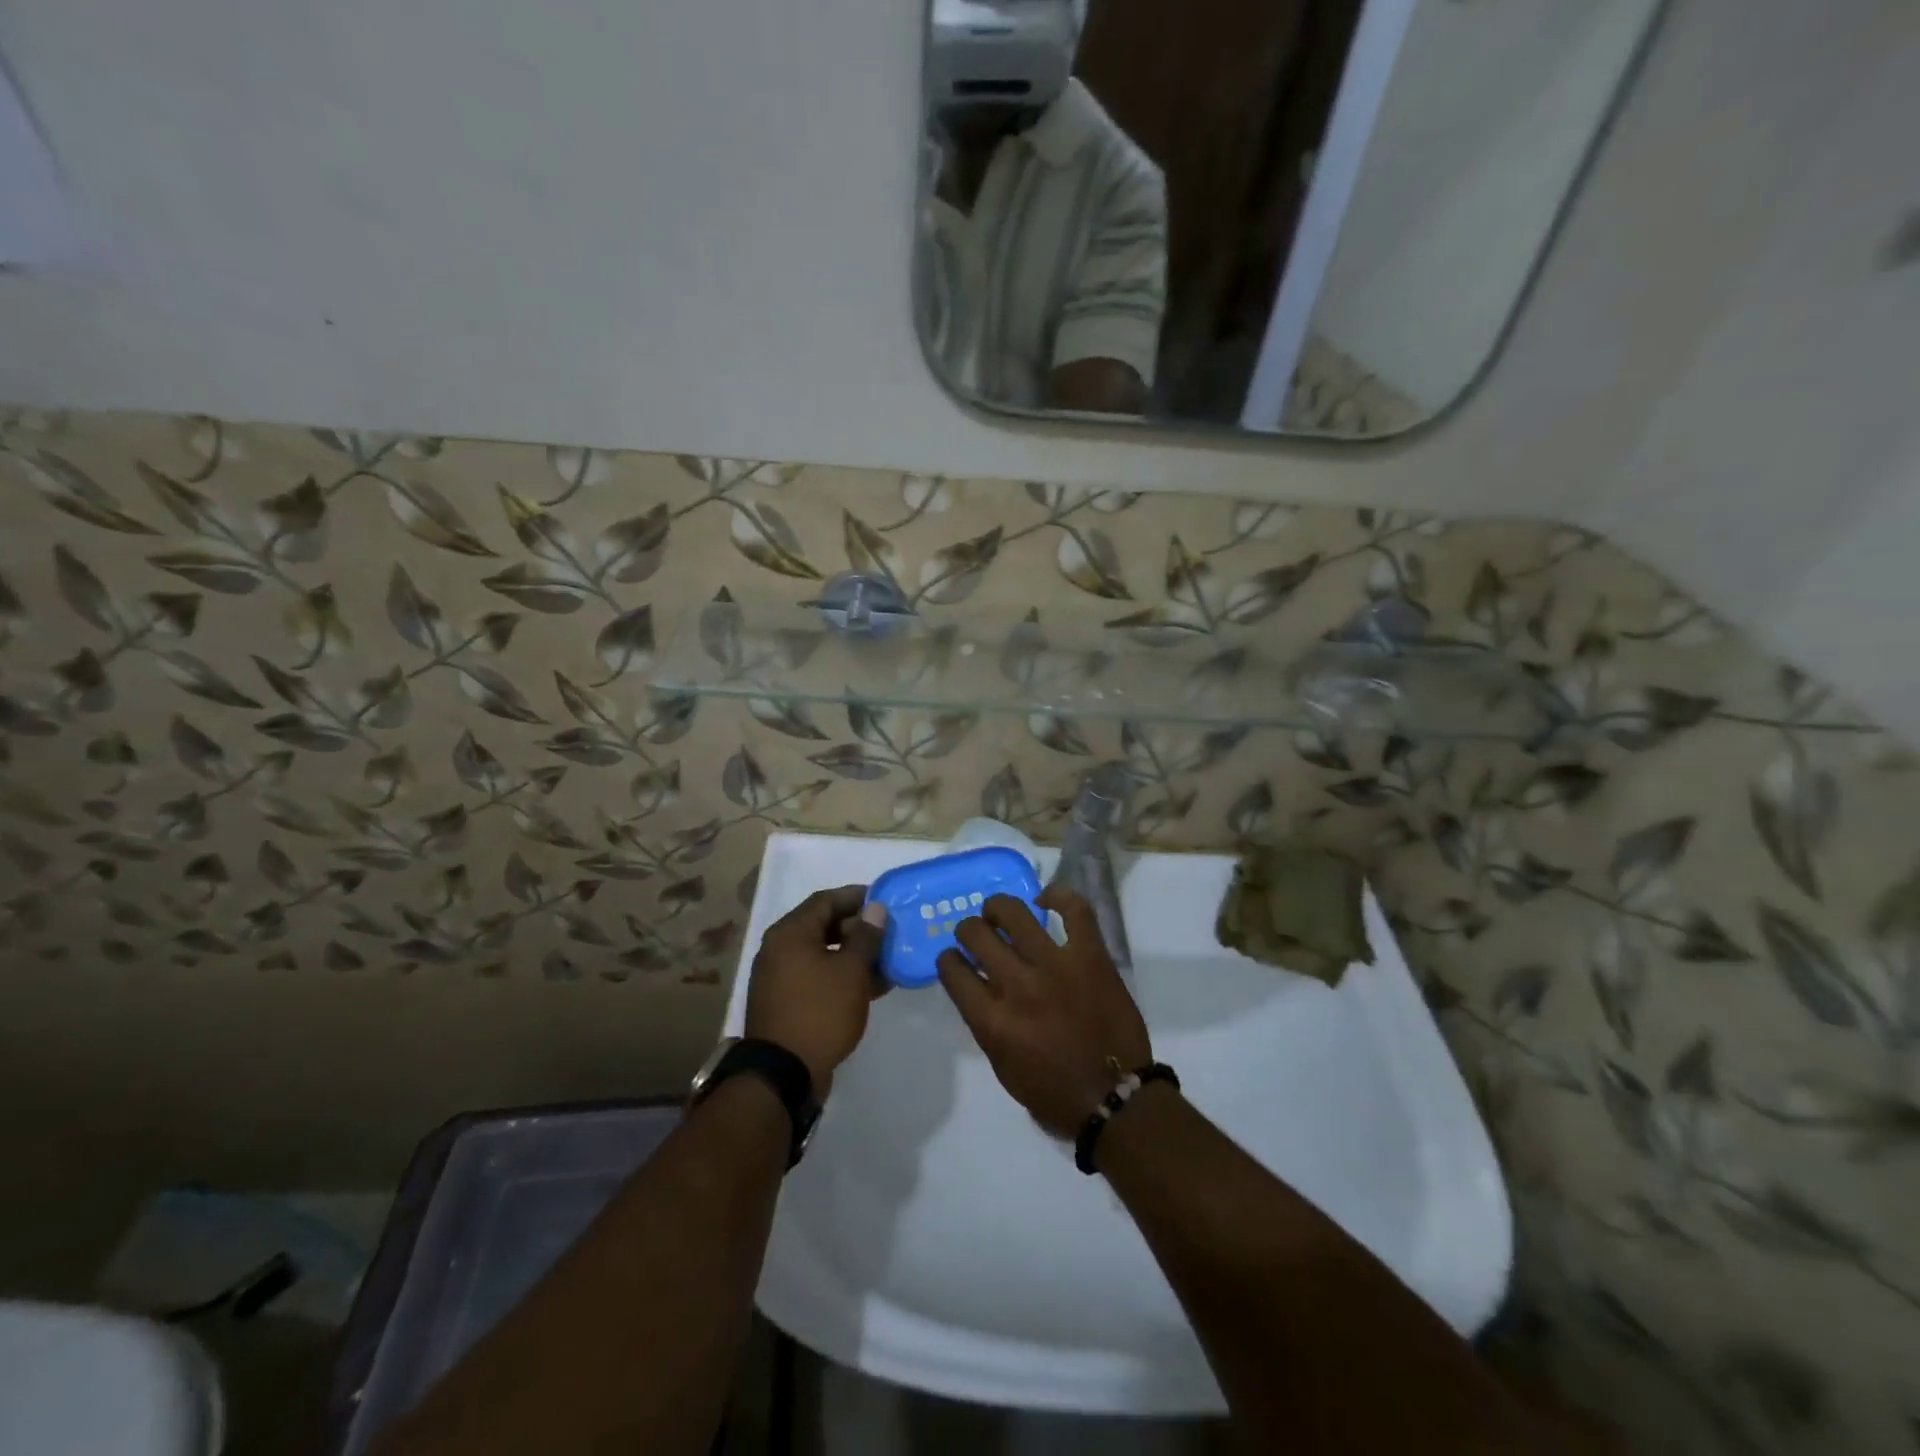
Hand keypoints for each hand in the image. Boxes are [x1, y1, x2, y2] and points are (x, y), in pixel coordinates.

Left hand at [744, 885, 887, 1097]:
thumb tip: (875, 908)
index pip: (826, 900)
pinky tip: (872, 986)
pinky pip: (818, 976)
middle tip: (889, 932)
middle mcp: (779, 949)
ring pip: (823, 954)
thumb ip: (866, 936)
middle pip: (823, 926)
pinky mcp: (787, 1002)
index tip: (884, 901)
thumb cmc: (820, 1012)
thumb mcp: (851, 971)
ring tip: (888, 960)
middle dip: (858, 928)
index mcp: (790, 933)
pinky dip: (842, 976)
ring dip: (854, 955)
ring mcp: (780, 977)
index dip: (856, 897)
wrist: (783, 1074)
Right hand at [936, 884, 1150, 1138]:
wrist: (1115, 1098)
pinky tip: (1044, 899)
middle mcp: (1018, 986)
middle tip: (976, 933)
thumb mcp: (1002, 1065)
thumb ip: (986, 1022)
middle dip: (968, 930)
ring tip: (999, 912)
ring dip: (997, 908)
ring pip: (1014, 913)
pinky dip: (1058, 895)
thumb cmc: (1054, 1092)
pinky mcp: (1091, 956)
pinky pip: (1074, 910)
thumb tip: (978, 985)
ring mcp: (1056, 966)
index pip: (952, 971)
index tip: (953, 958)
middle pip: (976, 935)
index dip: (947, 960)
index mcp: (993, 1021)